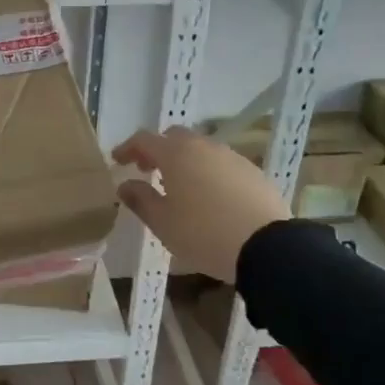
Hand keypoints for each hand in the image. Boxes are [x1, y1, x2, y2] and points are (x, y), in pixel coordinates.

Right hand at [112, 127, 291, 281]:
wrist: (266, 247)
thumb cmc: (203, 233)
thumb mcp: (163, 223)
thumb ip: (140, 199)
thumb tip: (125, 185)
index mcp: (176, 154)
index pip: (144, 139)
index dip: (127, 148)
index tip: (117, 161)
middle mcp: (203, 147)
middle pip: (174, 137)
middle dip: (157, 150)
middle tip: (147, 170)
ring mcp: (231, 157)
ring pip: (200, 149)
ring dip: (184, 160)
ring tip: (178, 186)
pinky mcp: (253, 172)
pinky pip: (221, 164)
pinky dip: (207, 171)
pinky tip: (208, 196)